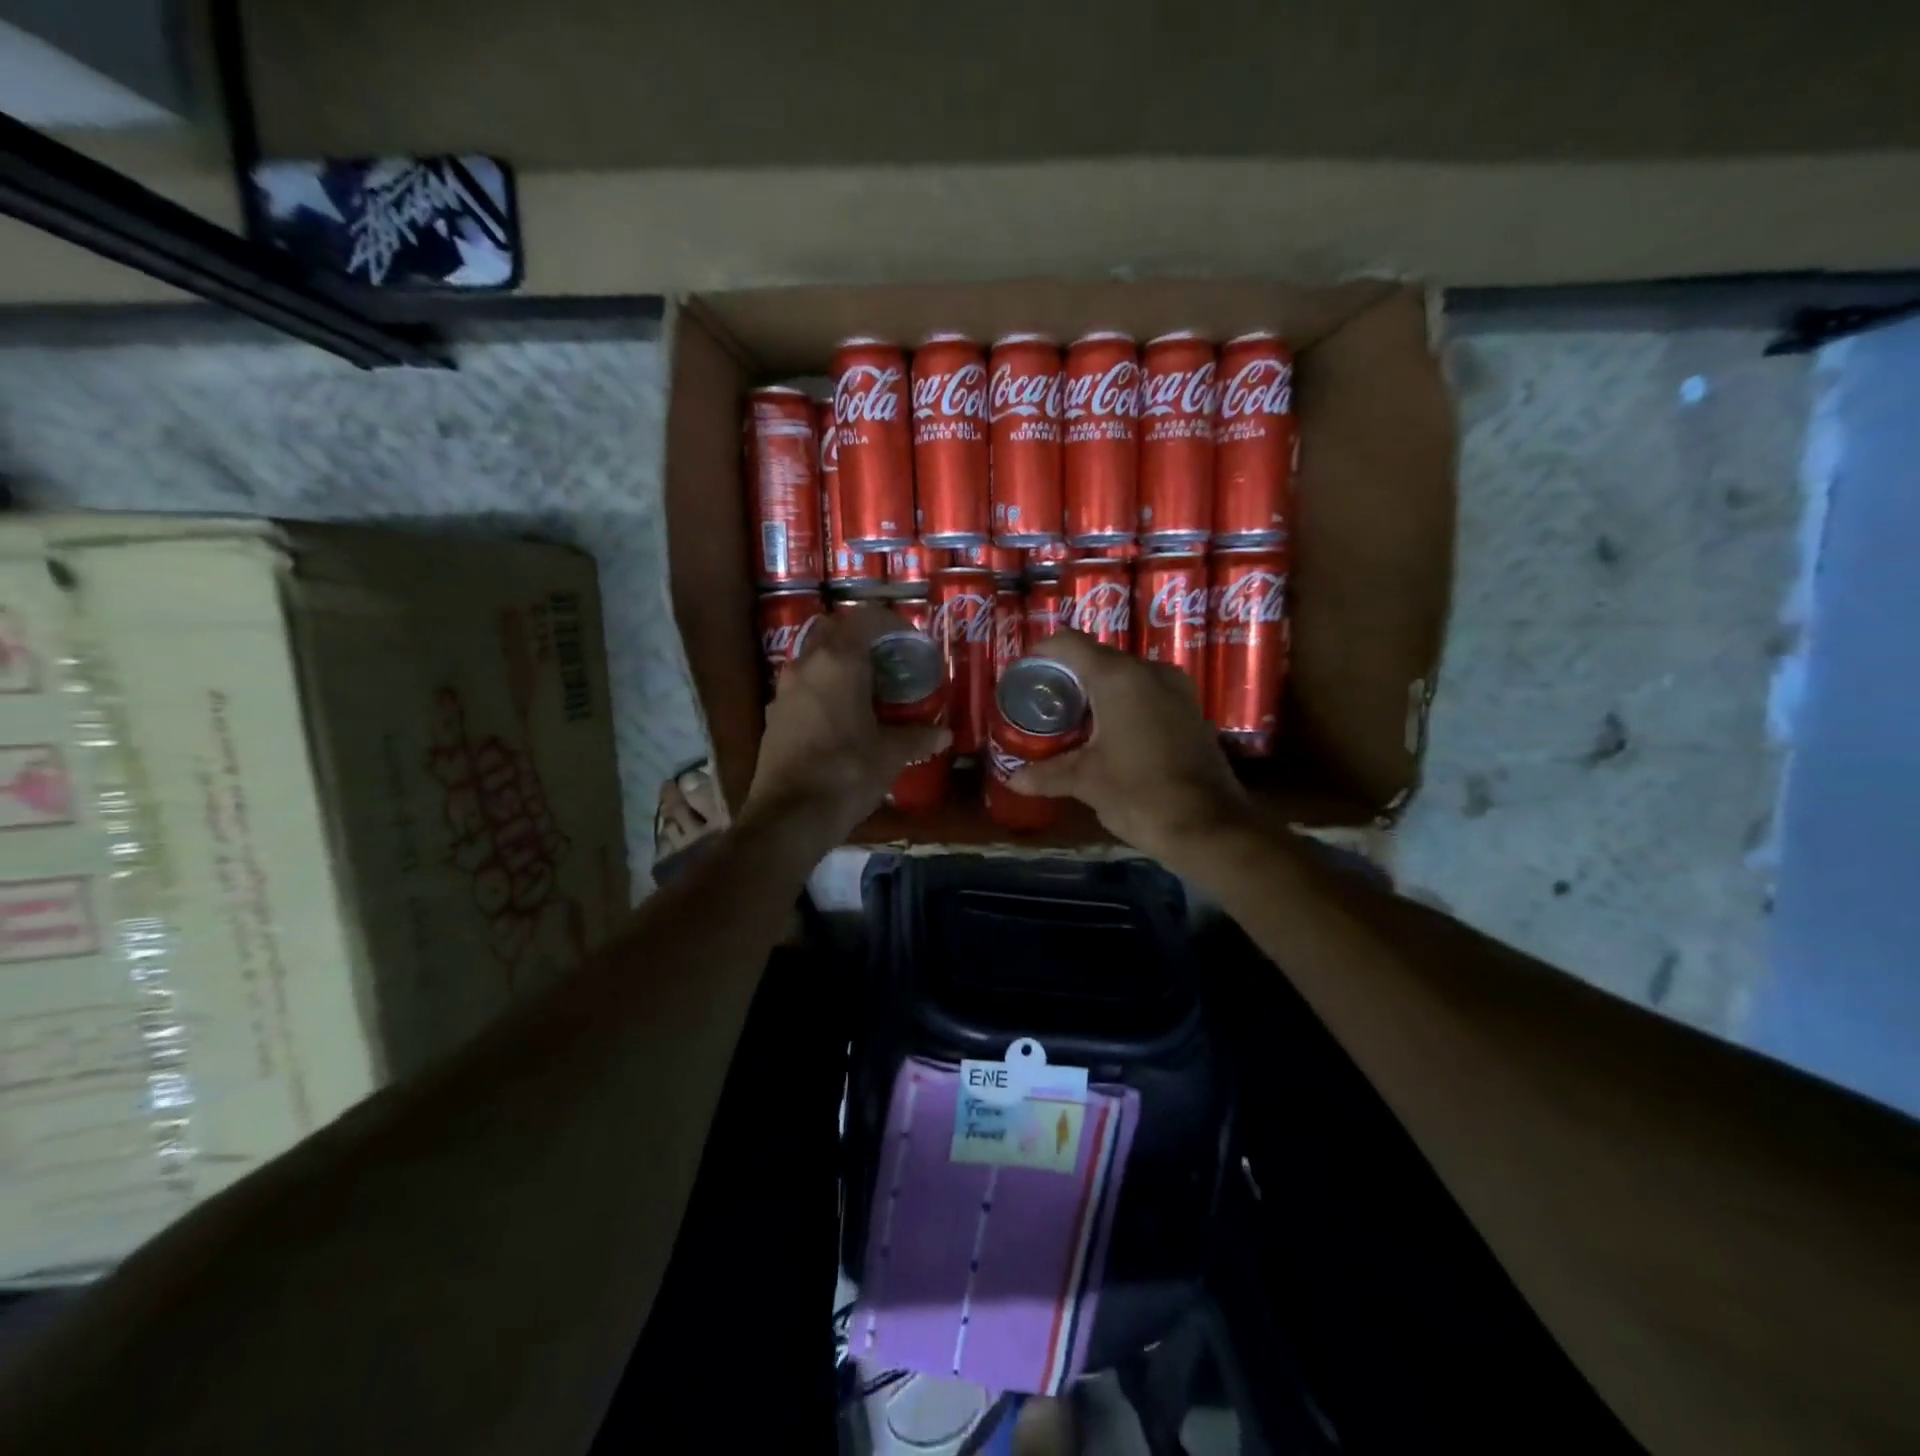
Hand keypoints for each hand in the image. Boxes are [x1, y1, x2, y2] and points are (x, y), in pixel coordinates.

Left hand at [740, 605, 949, 850]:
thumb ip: (918, 737)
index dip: (890, 623)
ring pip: (813, 657)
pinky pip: (802, 686)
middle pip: (833, 630)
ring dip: (838, 662)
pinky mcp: (774, 714)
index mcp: (838, 661)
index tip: (910, 640)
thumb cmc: (847, 773)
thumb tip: (944, 735)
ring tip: (866, 687)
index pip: (865, 619)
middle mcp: (806, 664)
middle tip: (887, 660)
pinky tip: (840, 715)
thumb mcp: (891, 754)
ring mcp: (784, 688)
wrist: (790, 815)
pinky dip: (822, 687)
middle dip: (860, 638)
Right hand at [1006, 630, 1249, 856]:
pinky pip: (1146, 693)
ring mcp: (1176, 689)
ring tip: (1070, 721)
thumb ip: (1047, 774)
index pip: (1069, 643)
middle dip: (1066, 677)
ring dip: (1096, 692)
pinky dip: (1122, 705)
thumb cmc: (1140, 794)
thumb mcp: (1086, 782)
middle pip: (1097, 658)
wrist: (1210, 828)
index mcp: (1119, 678)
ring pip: (1124, 676)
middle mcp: (1150, 671)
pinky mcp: (1190, 710)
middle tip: (1041, 704)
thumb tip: (1013, 779)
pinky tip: (1107, 735)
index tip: (1023, 675)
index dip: (1041, 653)